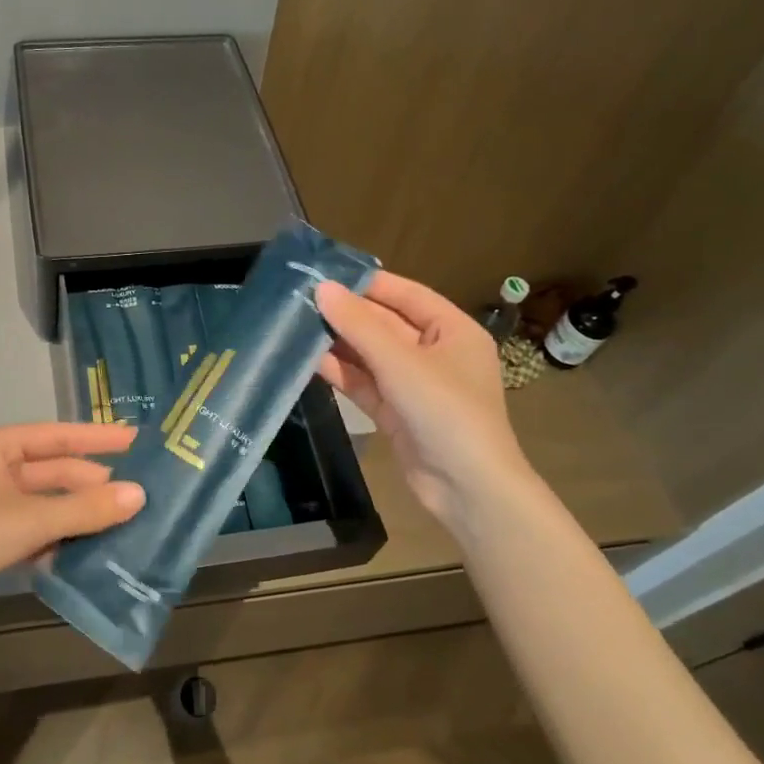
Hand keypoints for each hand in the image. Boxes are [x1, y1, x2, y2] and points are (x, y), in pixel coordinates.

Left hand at [0, 423, 144, 643]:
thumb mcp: (29, 519)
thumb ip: (85, 509)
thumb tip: (139, 495)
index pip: (56, 435)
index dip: (96, 438)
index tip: (136, 441)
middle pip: (51, 471)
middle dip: (89, 484)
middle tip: (134, 496)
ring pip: (42, 504)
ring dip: (75, 515)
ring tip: (119, 525)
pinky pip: (29, 531)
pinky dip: (54, 539)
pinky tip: (82, 553)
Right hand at [315, 273, 533, 531]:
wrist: (468, 490)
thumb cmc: (446, 412)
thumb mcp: (402, 363)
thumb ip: (360, 326)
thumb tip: (322, 289)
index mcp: (452, 330)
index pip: (406, 294)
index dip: (367, 283)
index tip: (324, 273)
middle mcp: (434, 353)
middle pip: (385, 324)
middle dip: (346, 314)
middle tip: (299, 299)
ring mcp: (414, 385)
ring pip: (370, 355)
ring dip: (338, 343)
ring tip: (295, 325)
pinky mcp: (395, 412)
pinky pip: (364, 383)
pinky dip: (340, 372)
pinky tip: (307, 360)